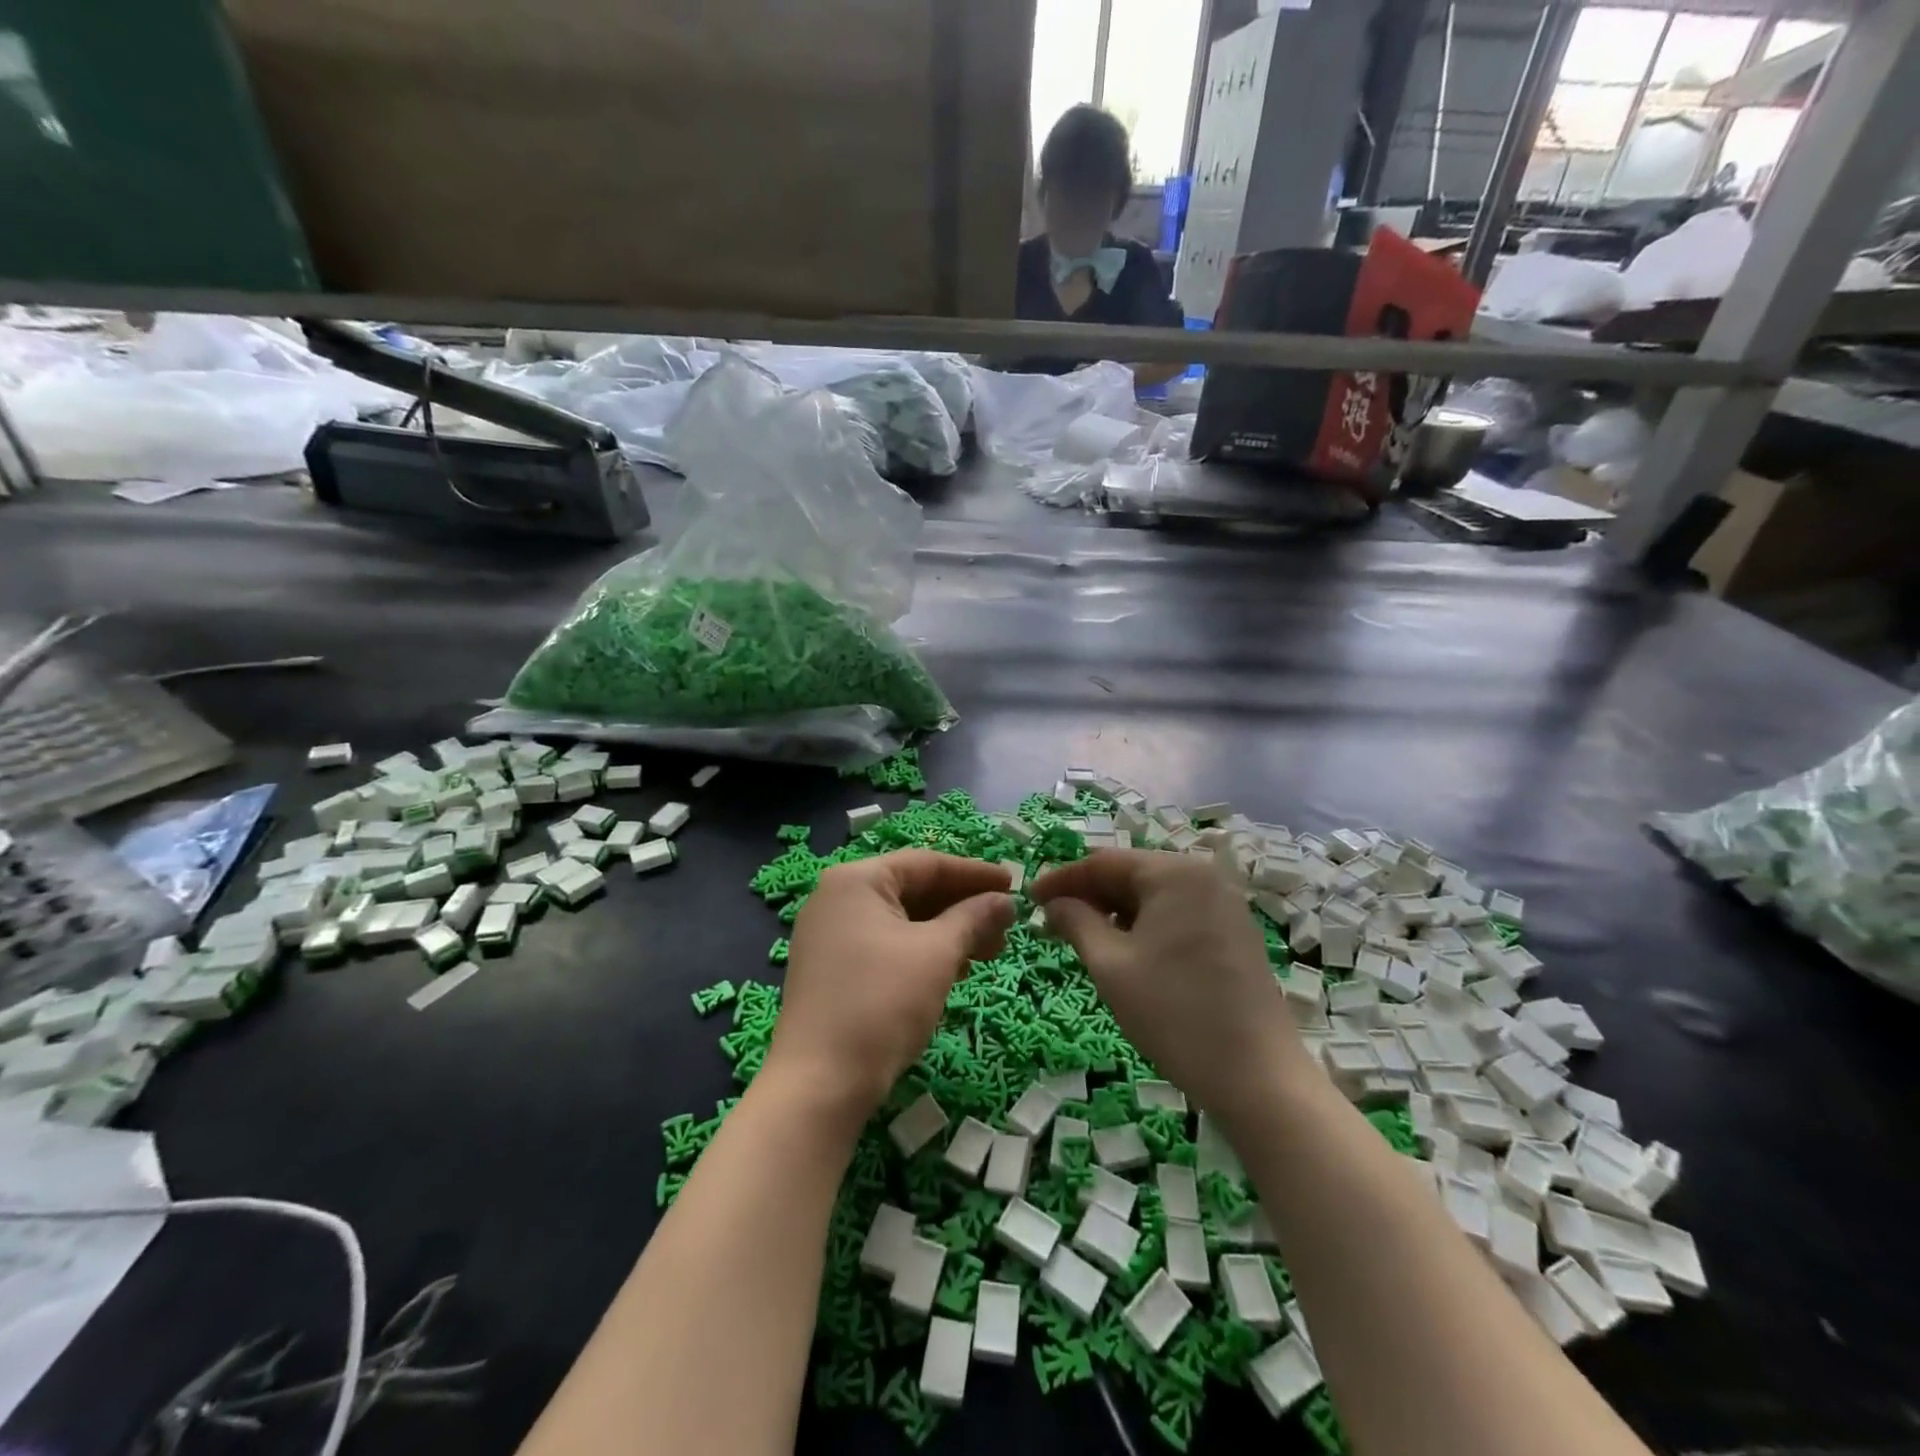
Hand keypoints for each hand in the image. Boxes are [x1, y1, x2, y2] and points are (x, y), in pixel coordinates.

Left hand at [767, 851, 1015, 1122]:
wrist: (820, 1084)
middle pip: (913, 890)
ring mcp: (830, 935)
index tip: (1014, 884)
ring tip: (988, 952)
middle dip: (963, 907)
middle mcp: (837, 898)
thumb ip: (974, 918)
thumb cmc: (882, 1003)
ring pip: (902, 921)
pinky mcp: (831, 969)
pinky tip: (954, 970)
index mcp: (856, 880)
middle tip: (1006, 928)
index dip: (975, 873)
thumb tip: (1004, 901)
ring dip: (947, 932)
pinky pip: (886, 945)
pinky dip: (922, 952)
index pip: (927, 863)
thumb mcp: (937, 954)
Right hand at [1032, 851, 1304, 1118]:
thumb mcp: (1110, 965)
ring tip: (1083, 939)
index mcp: (1174, 872)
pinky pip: (1177, 914)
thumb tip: (1054, 903)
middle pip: (1131, 874)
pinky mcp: (1234, 932)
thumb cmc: (1173, 1013)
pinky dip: (1144, 925)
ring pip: (1154, 896)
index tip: (1029, 899)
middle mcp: (1203, 875)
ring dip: (1114, 912)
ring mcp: (1224, 904)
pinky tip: (1125, 951)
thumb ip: (1076, 921)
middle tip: (1052, 922)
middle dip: (1088, 895)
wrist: (1257, 1076)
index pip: (1103, 862)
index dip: (1061, 879)